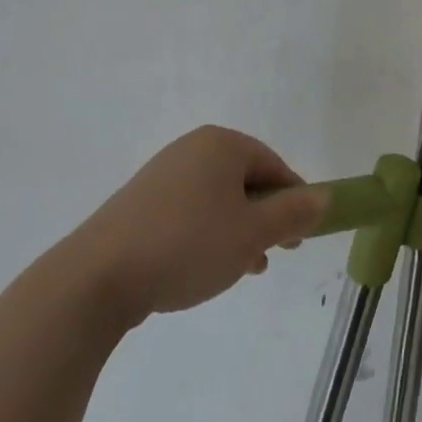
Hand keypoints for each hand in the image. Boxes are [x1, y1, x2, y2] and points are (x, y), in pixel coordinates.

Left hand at [73, 126, 327, 324]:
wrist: (98, 276)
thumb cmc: (187, 245)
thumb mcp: (252, 234)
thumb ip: (292, 214)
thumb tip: (323, 196)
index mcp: (220, 145)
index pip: (273, 165)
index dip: (294, 200)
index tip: (300, 237)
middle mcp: (191, 150)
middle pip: (245, 180)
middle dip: (264, 218)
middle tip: (274, 255)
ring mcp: (162, 175)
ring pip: (218, 200)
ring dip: (238, 231)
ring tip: (244, 269)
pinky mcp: (141, 203)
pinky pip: (190, 212)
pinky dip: (207, 234)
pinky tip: (208, 268)